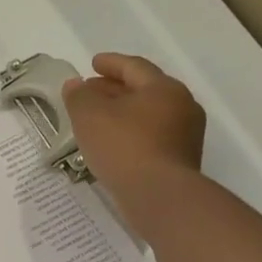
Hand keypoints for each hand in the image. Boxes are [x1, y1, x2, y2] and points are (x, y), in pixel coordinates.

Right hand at [63, 53, 205, 231]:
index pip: (134, 67)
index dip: (110, 63)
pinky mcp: (181, 161)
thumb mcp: (90, 116)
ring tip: (97, 120)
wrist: (160, 197)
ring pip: (149, 115)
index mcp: (163, 88)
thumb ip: (79, 96)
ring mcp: (185, 135)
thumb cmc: (124, 147)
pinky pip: (152, 137)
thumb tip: (75, 84)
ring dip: (123, 113)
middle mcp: (181, 106)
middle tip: (90, 91)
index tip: (92, 64)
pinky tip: (113, 145)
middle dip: (115, 89)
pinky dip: (131, 134)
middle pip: (144, 90)